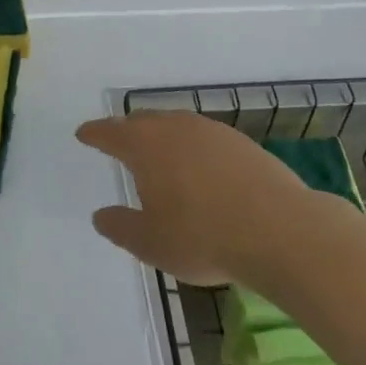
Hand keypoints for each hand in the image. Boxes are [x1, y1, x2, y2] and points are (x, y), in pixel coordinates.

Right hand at [78, 112, 327, 284]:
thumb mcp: (150, 243)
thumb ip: (121, 227)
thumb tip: (101, 215)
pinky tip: (201, 170)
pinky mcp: (242, 143)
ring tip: (161, 156)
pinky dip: (193, 148)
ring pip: (176, 125)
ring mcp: (211, 131)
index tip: (83, 134)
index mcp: (144, 145)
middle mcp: (174, 127)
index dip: (94, 134)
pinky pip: (204, 138)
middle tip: (119, 143)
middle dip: (127, 130)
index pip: (109, 132)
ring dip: (162, 137)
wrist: (282, 231)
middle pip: (143, 121)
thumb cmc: (204, 237)